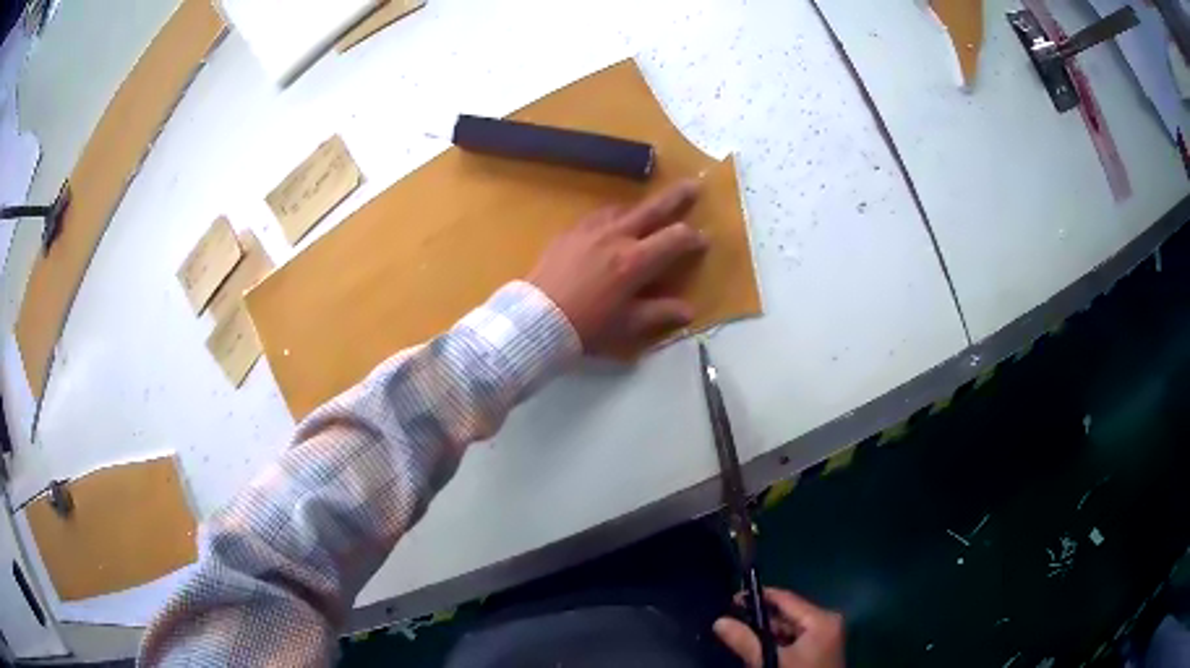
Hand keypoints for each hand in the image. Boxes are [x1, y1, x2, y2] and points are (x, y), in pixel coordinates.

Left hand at [527, 180, 707, 355]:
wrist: (536, 318)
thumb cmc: (586, 326)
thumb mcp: (627, 325)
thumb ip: (660, 313)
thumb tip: (689, 311)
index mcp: (635, 261)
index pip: (675, 239)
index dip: (693, 238)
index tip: (703, 240)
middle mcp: (617, 237)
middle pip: (653, 209)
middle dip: (677, 197)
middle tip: (694, 184)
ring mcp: (591, 230)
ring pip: (624, 208)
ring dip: (642, 207)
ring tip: (650, 210)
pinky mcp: (571, 231)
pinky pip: (599, 215)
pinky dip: (614, 215)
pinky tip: (613, 222)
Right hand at [713, 588, 844, 667]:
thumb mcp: (769, 662)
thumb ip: (746, 641)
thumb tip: (719, 621)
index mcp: (821, 619)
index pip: (785, 599)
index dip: (758, 597)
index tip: (730, 600)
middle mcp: (826, 622)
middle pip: (786, 614)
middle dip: (759, 620)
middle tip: (730, 622)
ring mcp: (825, 637)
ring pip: (788, 629)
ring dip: (765, 634)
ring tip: (740, 637)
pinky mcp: (820, 650)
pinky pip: (794, 640)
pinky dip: (776, 644)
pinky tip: (758, 651)